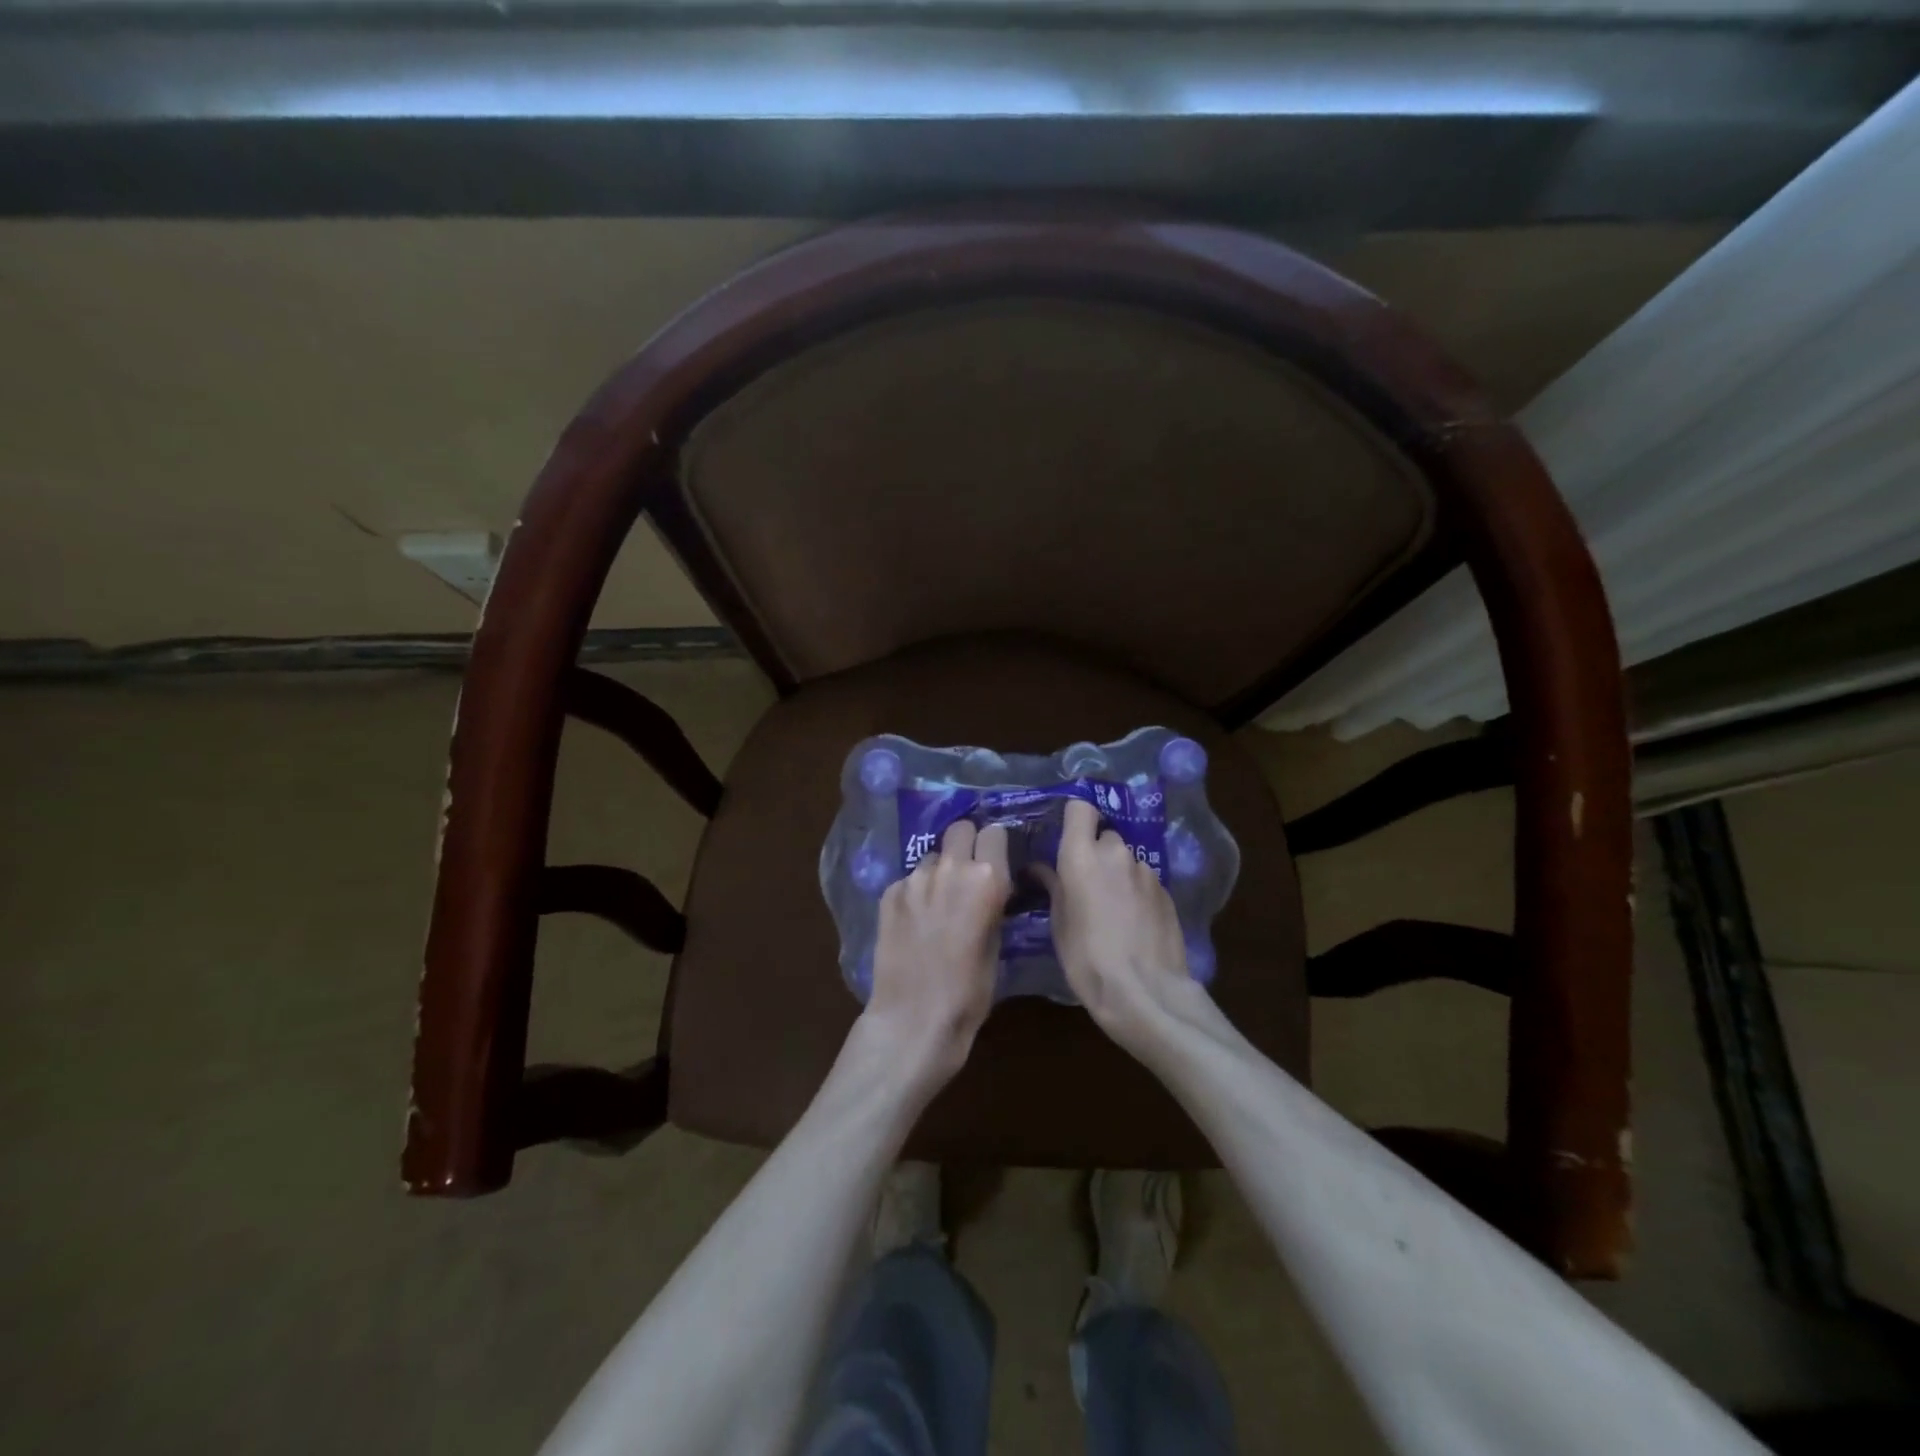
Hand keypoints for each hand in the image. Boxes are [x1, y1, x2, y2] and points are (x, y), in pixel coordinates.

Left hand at [862, 820, 1012, 1087]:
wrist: (914, 1018)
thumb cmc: (969, 992)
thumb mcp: (997, 945)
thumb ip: (993, 906)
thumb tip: (990, 890)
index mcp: (987, 879)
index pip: (994, 833)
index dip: (995, 847)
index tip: (995, 862)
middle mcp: (951, 868)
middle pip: (960, 829)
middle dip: (966, 844)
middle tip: (967, 872)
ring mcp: (915, 878)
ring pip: (932, 856)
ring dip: (939, 871)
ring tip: (938, 903)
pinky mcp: (889, 893)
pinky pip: (909, 880)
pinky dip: (915, 893)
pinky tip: (915, 922)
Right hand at [1037, 799, 1200, 1058]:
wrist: (1145, 991)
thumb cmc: (1087, 959)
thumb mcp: (1059, 924)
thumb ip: (1053, 887)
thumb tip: (1040, 868)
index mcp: (1081, 856)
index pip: (1080, 808)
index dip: (1074, 820)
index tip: (1067, 839)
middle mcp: (1116, 853)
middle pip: (1104, 836)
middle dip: (1096, 853)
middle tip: (1086, 883)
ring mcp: (1145, 870)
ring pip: (1126, 859)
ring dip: (1117, 873)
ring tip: (1112, 908)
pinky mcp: (1166, 890)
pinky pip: (1144, 879)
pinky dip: (1136, 891)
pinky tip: (1134, 922)